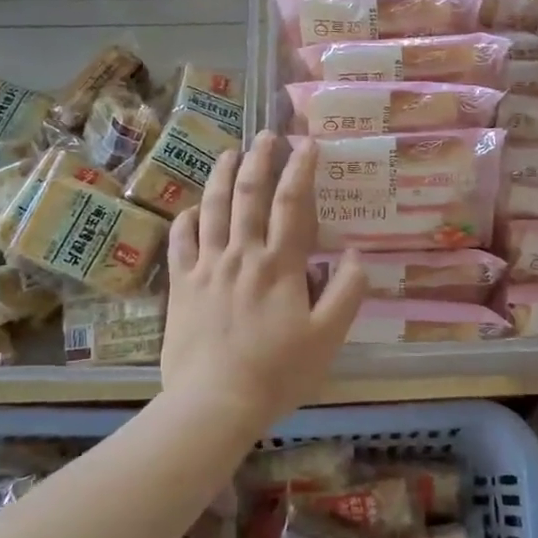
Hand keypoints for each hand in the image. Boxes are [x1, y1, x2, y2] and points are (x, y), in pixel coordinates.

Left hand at [161, 132, 366, 428]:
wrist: (214, 403)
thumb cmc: (277, 373)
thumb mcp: (328, 338)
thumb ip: (347, 293)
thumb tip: (357, 254)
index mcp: (279, 265)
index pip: (292, 204)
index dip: (301, 170)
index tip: (308, 144)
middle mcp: (242, 254)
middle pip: (249, 194)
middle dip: (260, 159)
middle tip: (267, 135)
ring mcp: (207, 267)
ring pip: (213, 208)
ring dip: (221, 176)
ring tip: (229, 152)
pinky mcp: (181, 285)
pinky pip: (180, 242)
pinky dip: (186, 219)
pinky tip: (192, 208)